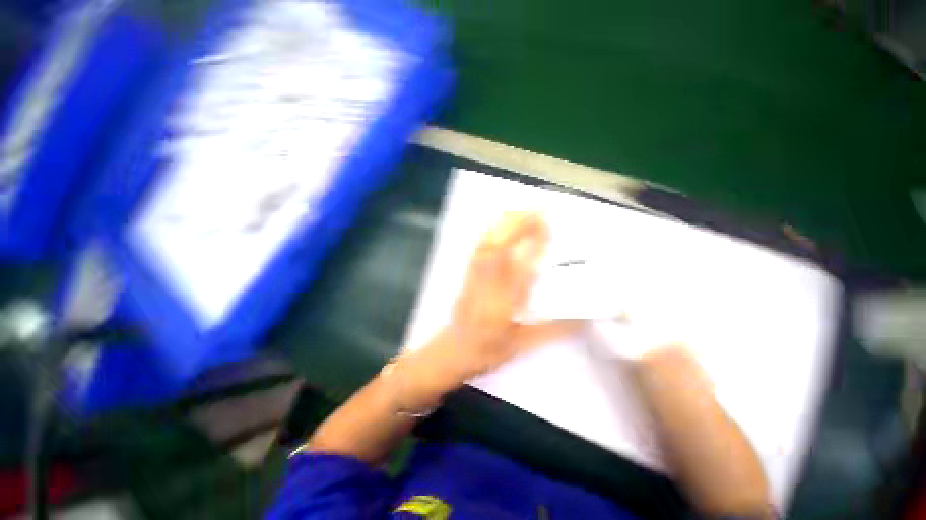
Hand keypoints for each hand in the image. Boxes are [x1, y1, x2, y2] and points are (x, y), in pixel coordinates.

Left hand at [424, 213, 580, 381]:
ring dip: (505, 222)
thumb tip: (584, 319)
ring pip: (487, 242)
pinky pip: (478, 246)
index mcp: (505, 302)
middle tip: (540, 208)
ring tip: (524, 209)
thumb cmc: (488, 350)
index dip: (535, 243)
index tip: (549, 226)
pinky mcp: (468, 273)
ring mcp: (475, 275)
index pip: (523, 265)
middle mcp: (489, 283)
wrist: (454, 349)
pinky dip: (491, 230)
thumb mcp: (523, 345)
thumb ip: (554, 331)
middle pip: (501, 245)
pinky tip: (501, 222)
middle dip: (520, 223)